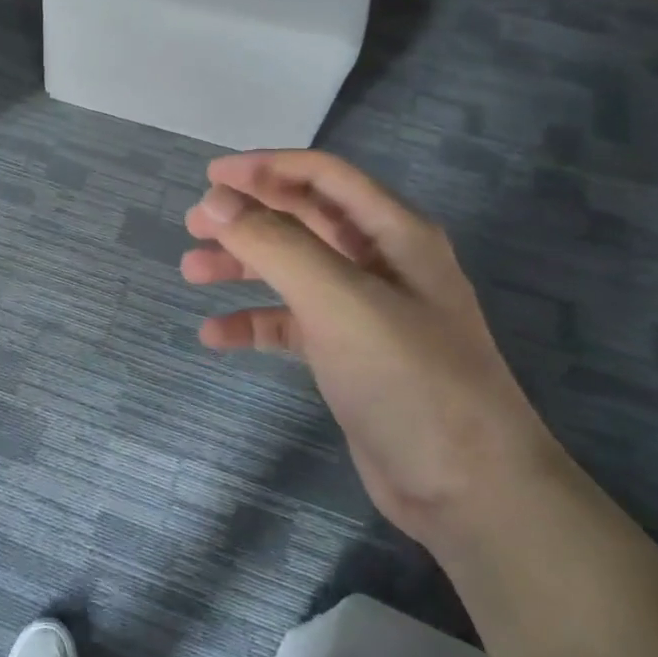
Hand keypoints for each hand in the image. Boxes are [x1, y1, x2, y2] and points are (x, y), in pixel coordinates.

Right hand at [182, 151, 556, 544]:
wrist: (465, 488)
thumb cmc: (407, 378)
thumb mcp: (339, 300)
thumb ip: (276, 244)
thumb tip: (217, 202)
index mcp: (393, 233)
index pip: (323, 176)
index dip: (266, 167)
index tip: (211, 176)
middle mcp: (379, 262)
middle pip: (303, 219)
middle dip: (248, 216)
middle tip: (193, 224)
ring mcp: (364, 311)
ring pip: (292, 270)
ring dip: (243, 265)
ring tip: (192, 271)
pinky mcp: (347, 355)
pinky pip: (291, 323)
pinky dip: (254, 322)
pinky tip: (215, 334)